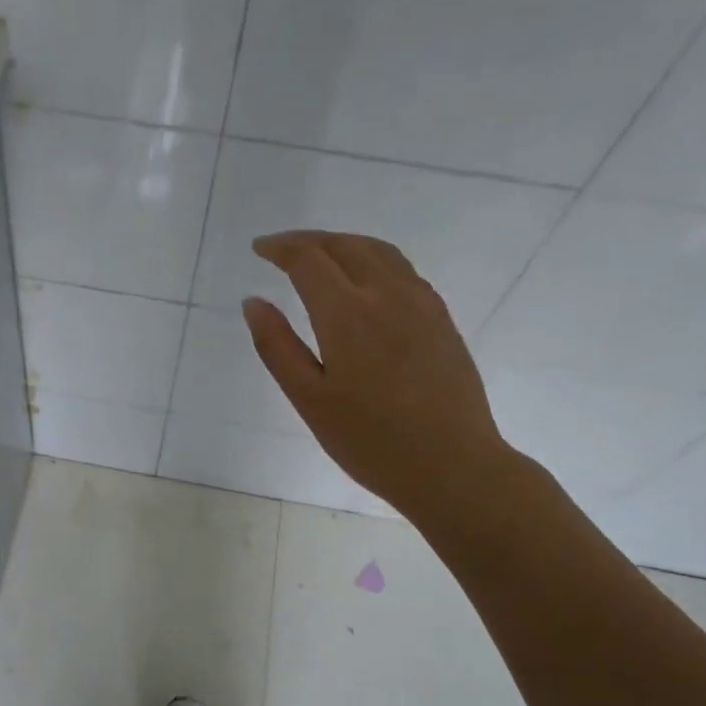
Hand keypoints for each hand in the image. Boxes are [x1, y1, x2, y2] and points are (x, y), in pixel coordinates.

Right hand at [243, 230, 516, 530]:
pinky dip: (373, 259)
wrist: (452, 466)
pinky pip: (403, 269)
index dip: (280, 248)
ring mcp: (421, 303)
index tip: (258, 249)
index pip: (308, 259)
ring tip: (320, 256)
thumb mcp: (309, 400)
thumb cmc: (370, 441)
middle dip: (308, 240)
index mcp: (347, 314)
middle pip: (344, 245)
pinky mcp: (441, 318)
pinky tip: (365, 281)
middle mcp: (386, 294)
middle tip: (281, 250)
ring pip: (378, 251)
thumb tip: (253, 302)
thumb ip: (277, 346)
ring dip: (343, 244)